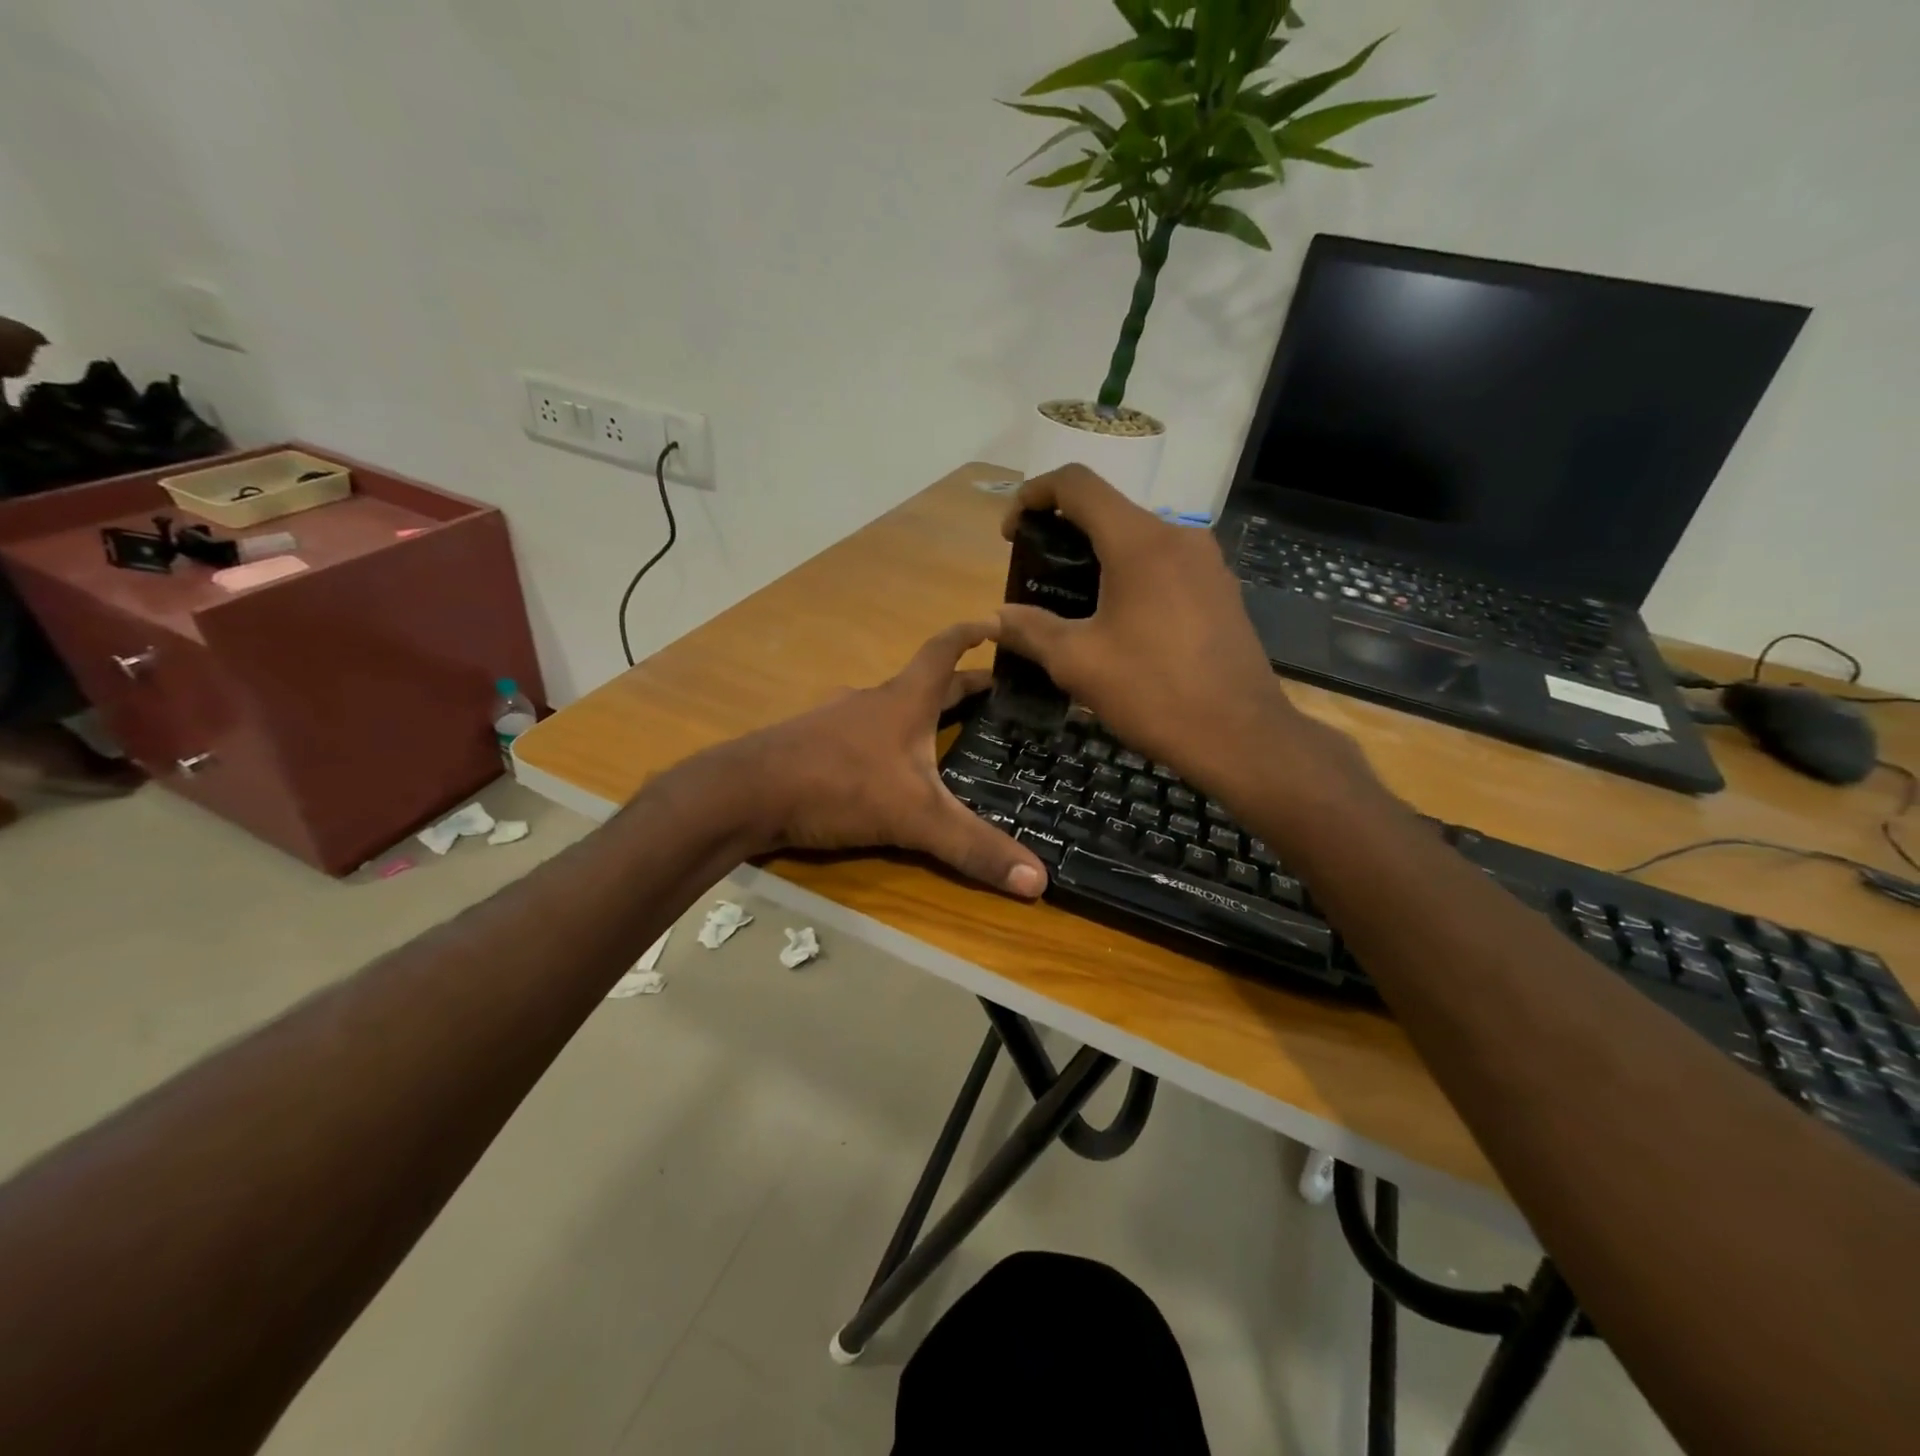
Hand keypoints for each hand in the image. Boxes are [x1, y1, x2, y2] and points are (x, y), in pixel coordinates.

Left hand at [721, 623, 1047, 896]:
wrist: (745, 793)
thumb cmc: (838, 785)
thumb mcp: (915, 818)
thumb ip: (973, 848)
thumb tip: (1039, 881)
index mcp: (905, 701)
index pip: (945, 650)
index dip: (973, 634)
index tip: (998, 623)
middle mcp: (873, 701)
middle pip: (925, 682)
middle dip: (961, 685)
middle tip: (994, 695)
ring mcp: (838, 721)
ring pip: (890, 709)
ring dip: (919, 713)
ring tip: (944, 733)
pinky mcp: (813, 745)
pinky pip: (862, 734)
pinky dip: (885, 740)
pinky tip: (885, 767)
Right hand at [993, 466, 1373, 807]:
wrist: (1240, 737)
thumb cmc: (1153, 693)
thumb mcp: (1077, 663)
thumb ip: (1030, 630)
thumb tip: (996, 618)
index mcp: (1140, 542)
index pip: (1077, 484)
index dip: (1033, 494)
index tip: (1011, 534)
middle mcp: (1178, 536)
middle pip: (1108, 510)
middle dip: (1063, 533)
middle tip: (1036, 576)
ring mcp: (1207, 562)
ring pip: (1138, 539)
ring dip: (1097, 558)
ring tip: (1071, 604)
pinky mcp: (1220, 589)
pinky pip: (1164, 565)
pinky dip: (1130, 576)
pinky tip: (1118, 622)